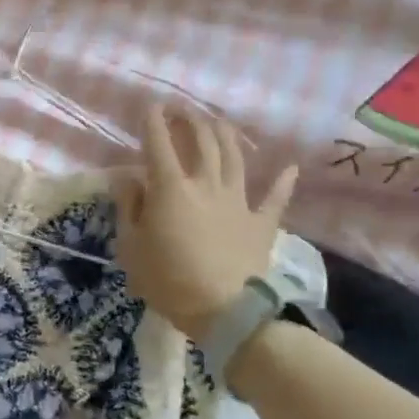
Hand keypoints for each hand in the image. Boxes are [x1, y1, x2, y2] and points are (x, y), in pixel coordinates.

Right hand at [114, 106, 297, 339]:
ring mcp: (238, 201)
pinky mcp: (261, 223)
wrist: (223, 311)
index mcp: (170, 188)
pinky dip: (283, 181)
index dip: (153, 122)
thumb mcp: (131, 246)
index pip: (158, 144)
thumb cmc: (167, 279)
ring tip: (219, 122)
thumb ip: (129, 207)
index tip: (151, 106)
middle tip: (183, 110)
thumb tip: (128, 178)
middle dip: (190, 120)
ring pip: (234, 158)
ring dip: (226, 136)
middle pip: (202, 142)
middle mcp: (206, 184)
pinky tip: (290, 167)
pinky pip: (275, 198)